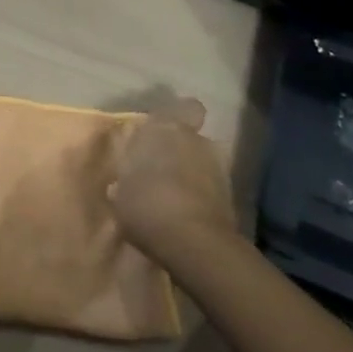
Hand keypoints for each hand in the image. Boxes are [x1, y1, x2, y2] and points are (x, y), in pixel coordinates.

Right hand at [109, 98, 235, 269]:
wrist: (194, 243)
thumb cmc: (147, 204)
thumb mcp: (120, 193)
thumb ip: (125, 180)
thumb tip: (124, 184)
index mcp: (164, 129)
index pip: (185, 108)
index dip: (179, 116)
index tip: (164, 132)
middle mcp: (195, 140)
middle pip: (191, 138)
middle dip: (180, 150)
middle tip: (162, 171)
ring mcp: (218, 168)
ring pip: (203, 163)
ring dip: (192, 175)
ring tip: (174, 198)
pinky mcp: (231, 198)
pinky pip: (211, 189)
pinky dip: (201, 197)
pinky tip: (185, 216)